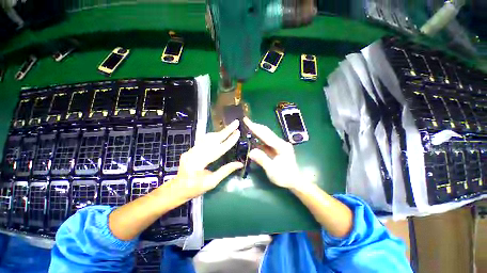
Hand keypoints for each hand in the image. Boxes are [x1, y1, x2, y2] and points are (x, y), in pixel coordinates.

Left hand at [171, 120, 243, 199]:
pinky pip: (203, 140)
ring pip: (207, 138)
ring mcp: (191, 150)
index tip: (238, 133)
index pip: (218, 149)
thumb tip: (240, 164)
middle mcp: (194, 153)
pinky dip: (213, 136)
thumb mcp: (212, 182)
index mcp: (199, 163)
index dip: (229, 141)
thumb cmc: (195, 188)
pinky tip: (219, 133)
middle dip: (226, 131)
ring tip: (230, 127)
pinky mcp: (191, 149)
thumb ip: (225, 171)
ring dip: (220, 132)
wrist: (177, 188)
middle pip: (212, 139)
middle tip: (235, 123)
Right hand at [244, 117, 301, 189]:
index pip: (266, 135)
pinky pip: (266, 141)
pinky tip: (253, 137)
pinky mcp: (276, 148)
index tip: (247, 121)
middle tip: (246, 120)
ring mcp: (279, 145)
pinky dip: (259, 138)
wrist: (294, 181)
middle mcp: (280, 143)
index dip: (255, 127)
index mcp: (281, 146)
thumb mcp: (272, 170)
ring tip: (247, 126)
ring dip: (257, 131)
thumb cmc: (284, 177)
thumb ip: (262, 159)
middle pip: (266, 132)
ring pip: (266, 136)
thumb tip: (251, 152)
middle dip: (255, 126)